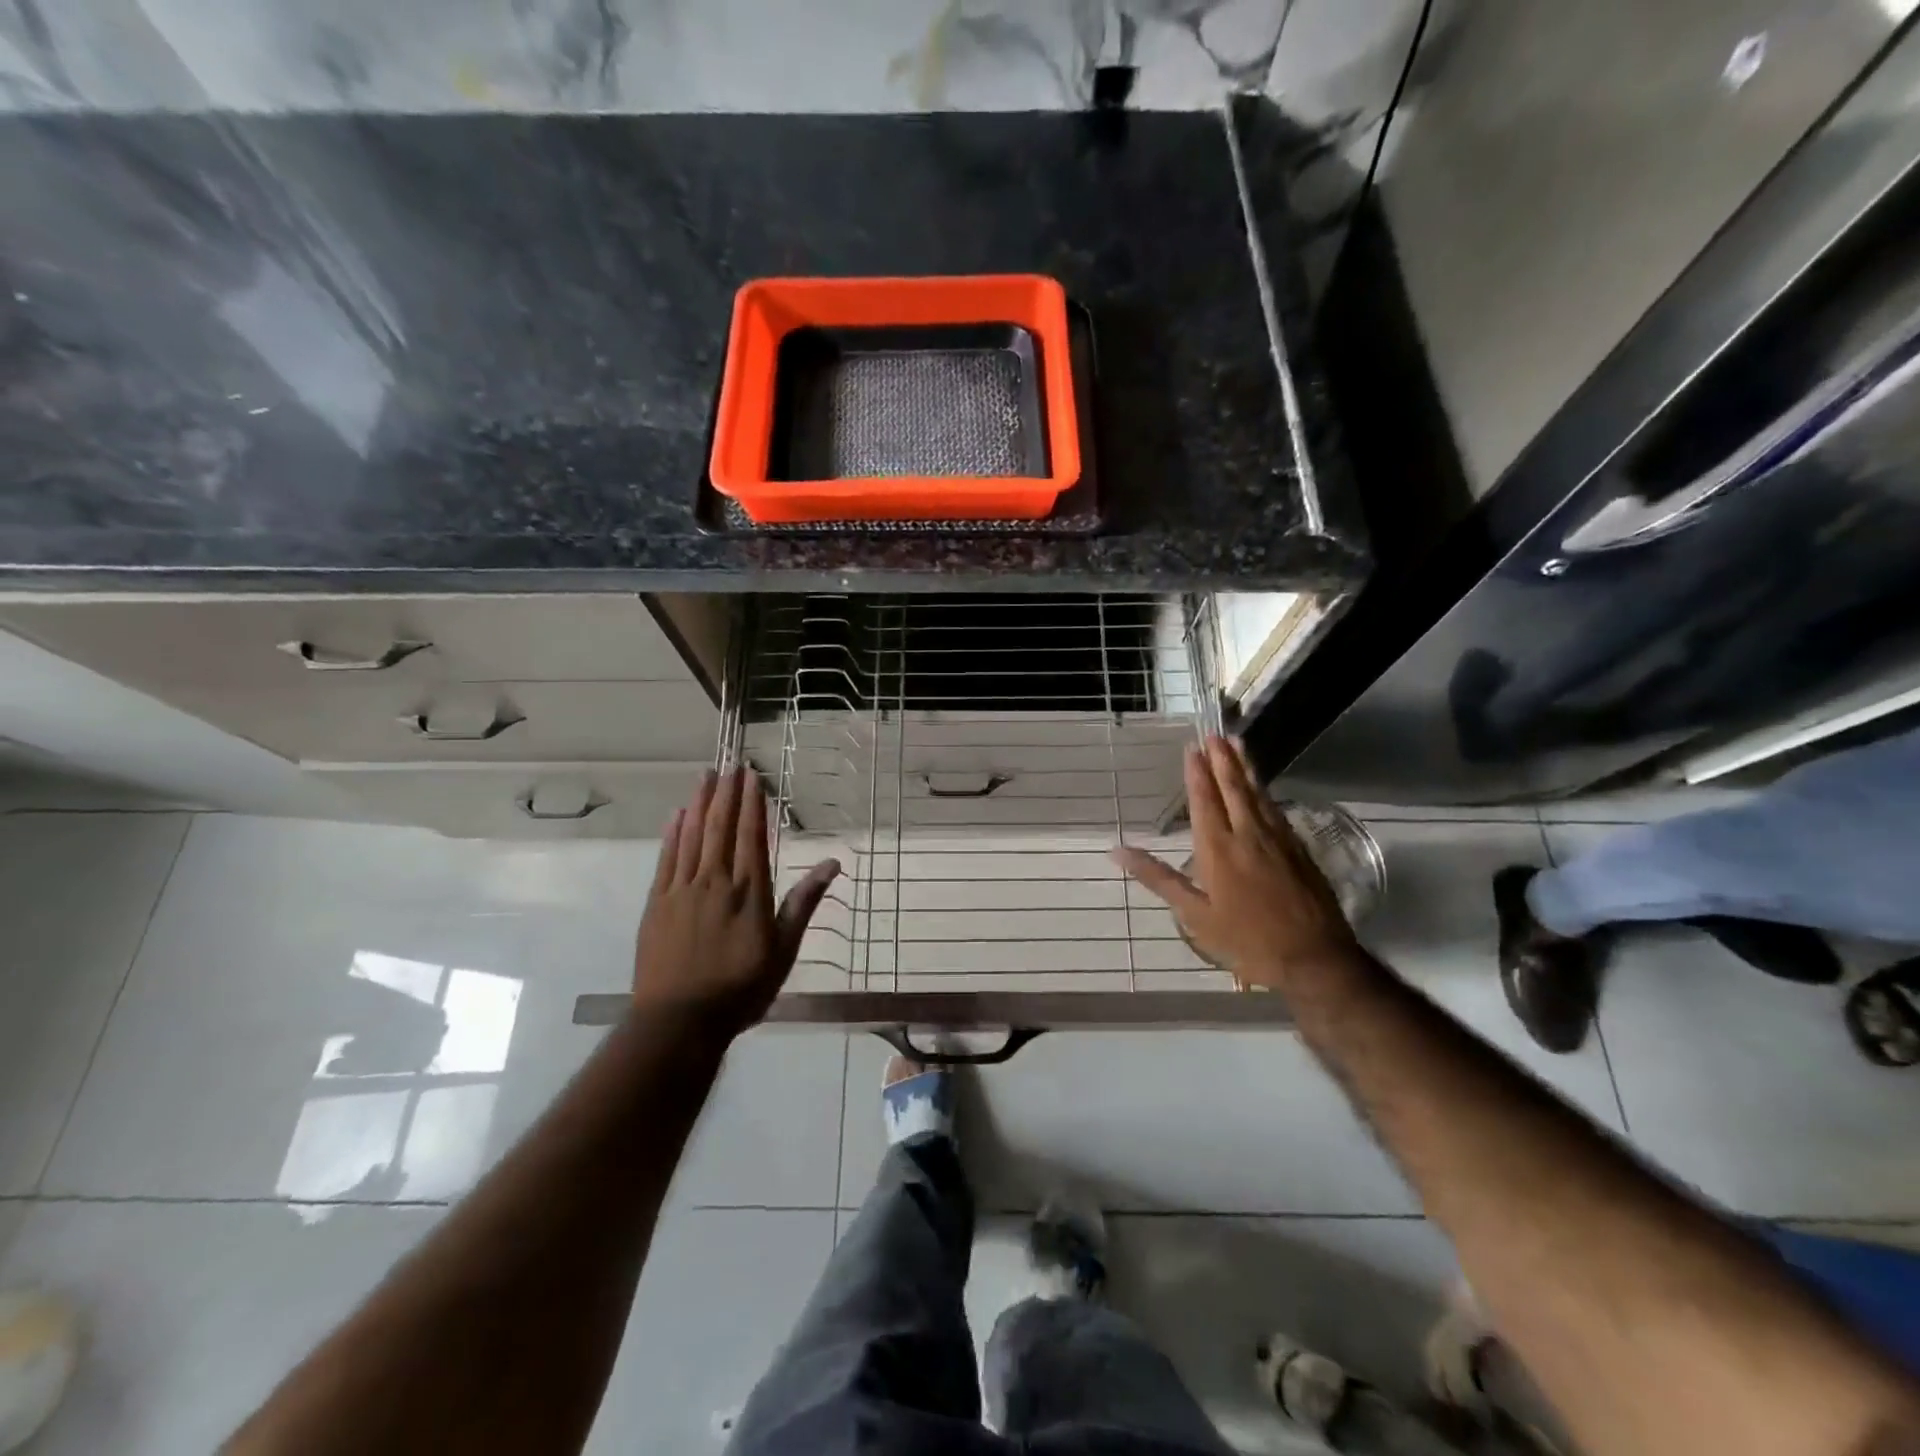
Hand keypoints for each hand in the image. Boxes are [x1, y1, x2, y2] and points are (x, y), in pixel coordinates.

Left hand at [631, 767, 839, 1038]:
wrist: (679, 1022)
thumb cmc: (741, 989)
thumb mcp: (784, 950)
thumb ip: (804, 903)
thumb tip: (832, 864)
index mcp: (750, 891)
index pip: (752, 835)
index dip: (752, 803)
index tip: (752, 776)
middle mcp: (716, 881)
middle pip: (721, 827)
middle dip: (727, 793)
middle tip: (730, 764)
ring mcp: (682, 890)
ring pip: (692, 836)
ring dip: (699, 803)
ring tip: (706, 776)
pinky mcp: (657, 903)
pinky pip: (666, 858)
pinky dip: (673, 833)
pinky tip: (676, 814)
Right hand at [1112, 737, 1359, 991]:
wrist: (1314, 958)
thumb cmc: (1246, 939)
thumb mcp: (1194, 915)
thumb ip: (1158, 878)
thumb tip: (1117, 852)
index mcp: (1218, 848)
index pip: (1205, 801)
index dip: (1198, 773)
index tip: (1193, 748)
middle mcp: (1248, 835)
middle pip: (1234, 789)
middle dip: (1222, 760)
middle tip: (1215, 734)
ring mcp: (1278, 840)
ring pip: (1259, 794)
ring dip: (1246, 768)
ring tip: (1238, 745)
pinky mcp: (1299, 850)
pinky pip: (1277, 810)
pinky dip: (1266, 792)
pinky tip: (1263, 788)